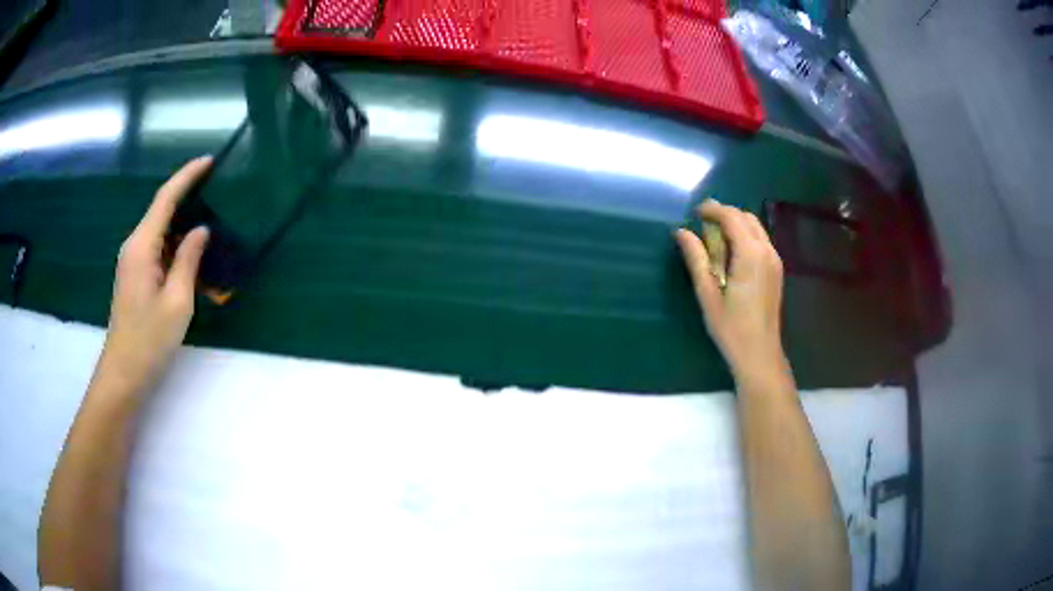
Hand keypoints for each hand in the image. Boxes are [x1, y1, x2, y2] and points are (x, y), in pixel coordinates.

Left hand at [94, 157, 211, 394]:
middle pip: (161, 210)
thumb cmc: (150, 340)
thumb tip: (200, 229)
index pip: (165, 199)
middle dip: (187, 196)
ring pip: (159, 230)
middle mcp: (134, 246)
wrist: (124, 373)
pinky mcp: (135, 275)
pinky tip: (191, 253)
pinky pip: (157, 248)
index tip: (209, 161)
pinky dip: (175, 244)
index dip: (187, 177)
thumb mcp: (177, 302)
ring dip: (182, 224)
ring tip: (210, 220)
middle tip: (216, 190)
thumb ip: (189, 260)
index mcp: (142, 247)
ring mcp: (132, 261)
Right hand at [675, 199, 785, 375]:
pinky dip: (745, 237)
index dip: (712, 209)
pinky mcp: (776, 270)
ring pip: (755, 227)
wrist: (759, 353)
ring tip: (714, 238)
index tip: (694, 213)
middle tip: (702, 224)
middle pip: (746, 217)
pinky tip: (731, 254)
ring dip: (735, 224)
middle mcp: (767, 251)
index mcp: (750, 254)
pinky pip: (760, 241)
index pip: (731, 217)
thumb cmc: (730, 327)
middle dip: (724, 214)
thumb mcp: (707, 293)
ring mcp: (775, 260)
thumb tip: (681, 232)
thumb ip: (696, 258)